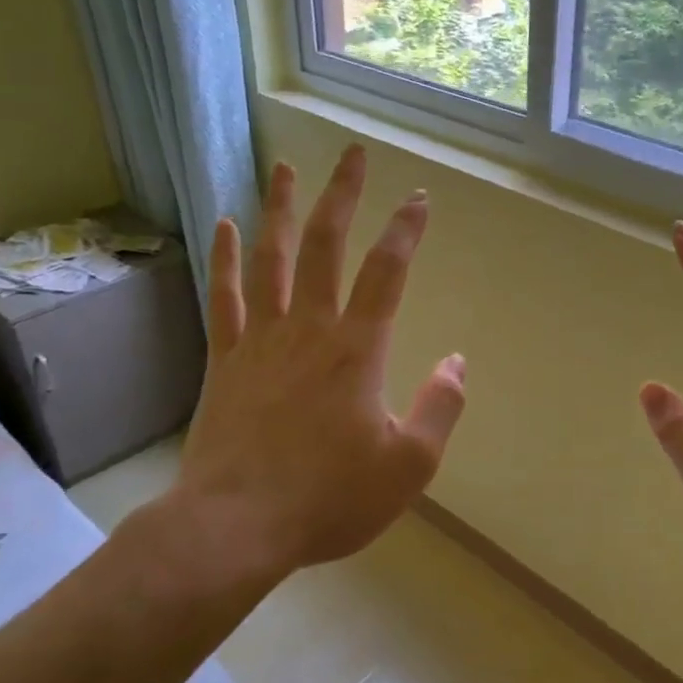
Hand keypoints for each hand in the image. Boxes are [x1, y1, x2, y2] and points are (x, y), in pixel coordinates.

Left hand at [129, 146, 465, 596]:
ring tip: (287, 167)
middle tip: (353, 154)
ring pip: (272, 259)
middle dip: (343, 196)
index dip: (406, 230)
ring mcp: (261, 340)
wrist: (235, 527)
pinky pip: (224, 296)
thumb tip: (458, 362)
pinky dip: (225, 258)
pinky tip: (225, 226)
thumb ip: (441, 408)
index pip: (387, 272)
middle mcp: (309, 330)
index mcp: (358, 351)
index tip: (419, 199)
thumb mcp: (409, 465)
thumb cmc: (329, 498)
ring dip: (282, 210)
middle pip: (326, 246)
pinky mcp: (225, 359)